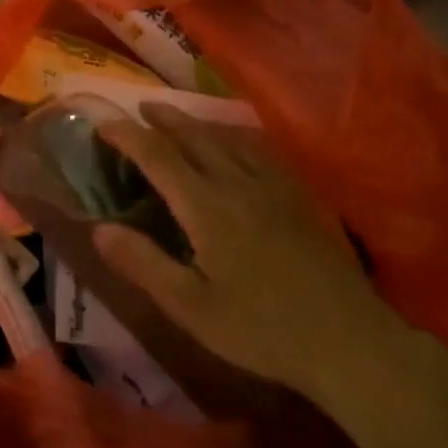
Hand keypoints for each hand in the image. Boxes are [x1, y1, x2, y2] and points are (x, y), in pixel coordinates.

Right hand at [94, 104, 406, 400]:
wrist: (347, 340)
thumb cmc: (262, 329)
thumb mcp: (191, 308)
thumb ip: (144, 264)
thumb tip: (100, 228)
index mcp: (206, 206)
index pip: (158, 156)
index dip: (128, 136)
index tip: (104, 124)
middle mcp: (236, 181)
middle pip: (193, 136)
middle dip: (163, 118)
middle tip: (141, 108)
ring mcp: (272, 184)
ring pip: (226, 137)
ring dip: (196, 123)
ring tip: (178, 119)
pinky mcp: (298, 194)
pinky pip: (258, 148)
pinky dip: (233, 135)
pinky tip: (235, 143)